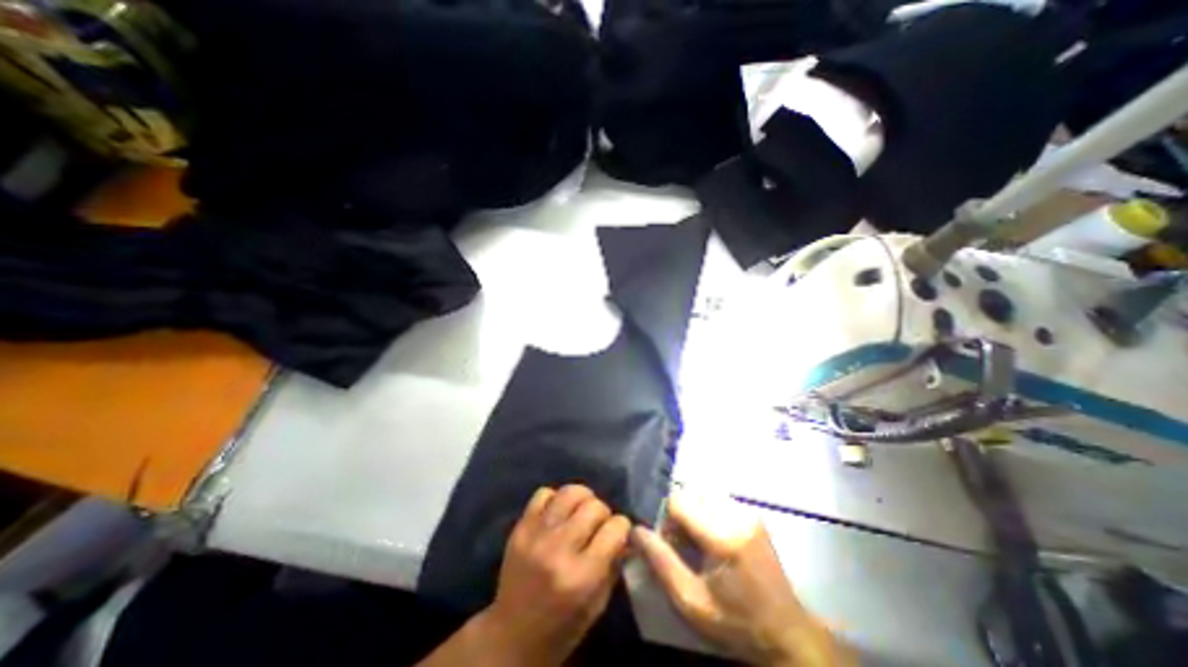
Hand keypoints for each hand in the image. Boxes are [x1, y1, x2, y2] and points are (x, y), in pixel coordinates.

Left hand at [477, 483, 634, 666]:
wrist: (510, 637)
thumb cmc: (561, 628)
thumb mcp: (597, 604)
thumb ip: (613, 563)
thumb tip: (624, 534)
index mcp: (582, 576)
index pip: (615, 528)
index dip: (622, 527)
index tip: (619, 533)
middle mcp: (559, 549)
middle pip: (594, 506)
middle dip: (603, 513)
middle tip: (598, 525)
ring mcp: (536, 535)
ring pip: (570, 492)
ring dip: (582, 499)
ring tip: (580, 512)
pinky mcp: (520, 527)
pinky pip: (543, 494)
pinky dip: (555, 499)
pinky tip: (558, 513)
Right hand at [632, 489, 854, 665]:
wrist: (786, 633)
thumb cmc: (736, 623)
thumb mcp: (691, 602)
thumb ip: (661, 563)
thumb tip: (635, 531)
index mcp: (724, 536)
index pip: (679, 501)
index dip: (666, 521)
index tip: (670, 546)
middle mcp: (737, 515)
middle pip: (690, 495)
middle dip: (679, 517)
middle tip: (683, 547)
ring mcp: (748, 513)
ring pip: (702, 496)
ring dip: (692, 514)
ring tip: (697, 545)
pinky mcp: (753, 515)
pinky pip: (716, 502)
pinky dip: (706, 515)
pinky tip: (711, 541)